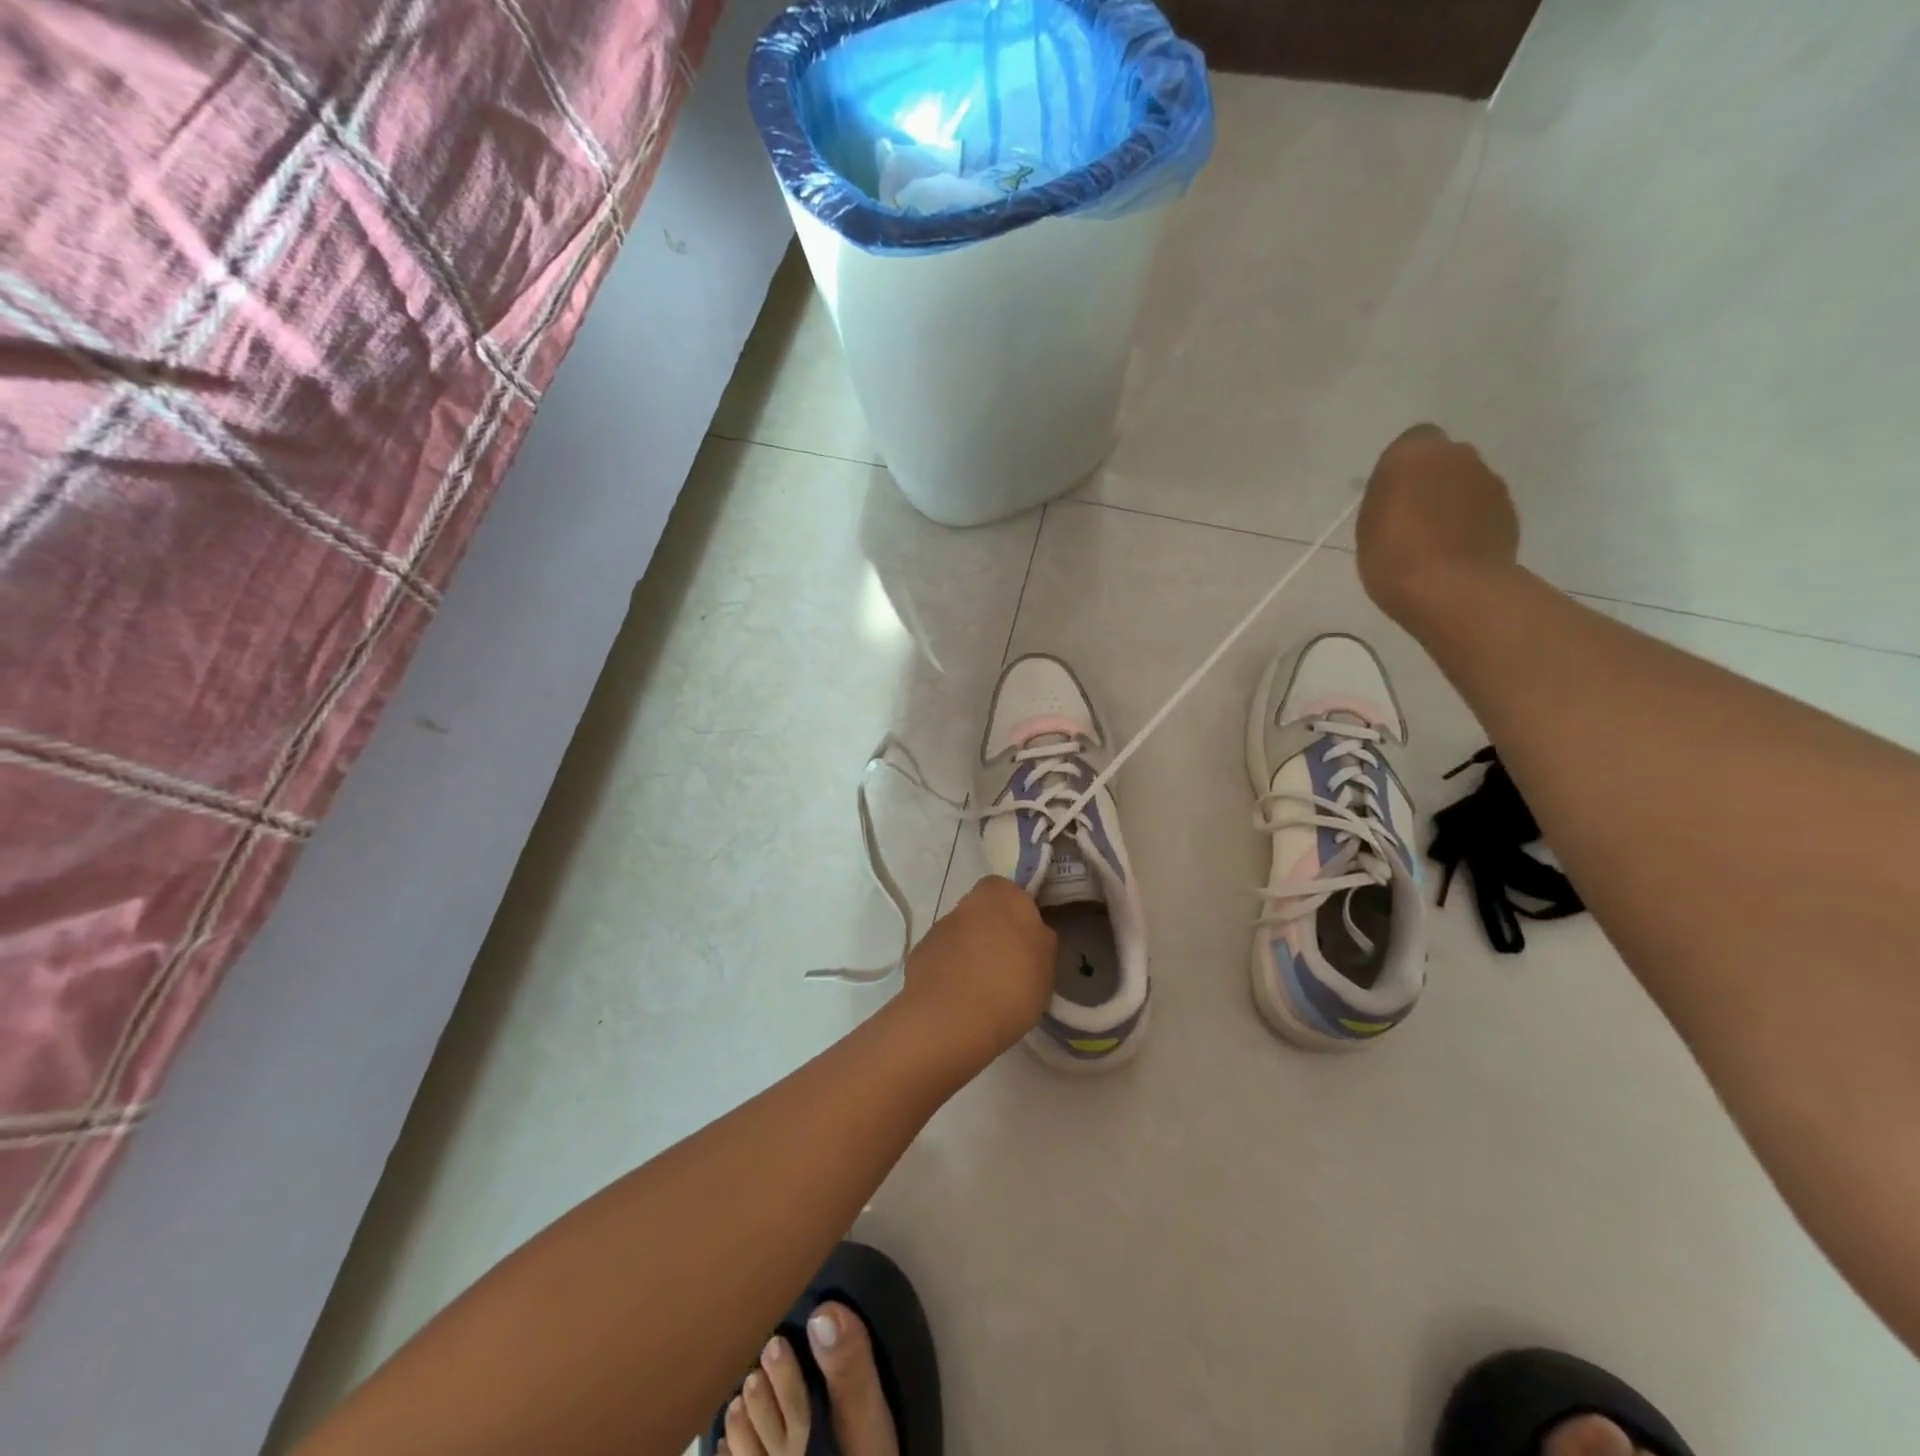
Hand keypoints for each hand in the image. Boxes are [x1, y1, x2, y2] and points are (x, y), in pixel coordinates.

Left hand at [900, 877, 1055, 1060]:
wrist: (950, 1019)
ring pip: (961, 934)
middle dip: (991, 932)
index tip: (1025, 940)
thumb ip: (1039, 939)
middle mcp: (967, 903)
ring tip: (982, 991)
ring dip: (969, 952)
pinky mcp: (919, 954)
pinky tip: (958, 1000)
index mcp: (1002, 896)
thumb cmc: (1011, 986)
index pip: (1009, 890)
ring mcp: (939, 928)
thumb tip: (1031, 933)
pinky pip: (941, 958)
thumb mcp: (1047, 964)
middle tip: (1006, 966)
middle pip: (982, 911)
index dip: (1016, 912)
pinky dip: (948, 971)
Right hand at [1356, 424, 1519, 627]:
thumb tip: (1404, 489)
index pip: (1412, 441)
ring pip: (1467, 483)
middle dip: (1432, 480)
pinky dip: (1471, 523)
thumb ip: (1388, 495)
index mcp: (1415, 453)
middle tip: (1411, 517)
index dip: (1403, 467)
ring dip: (1453, 502)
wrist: (1453, 589)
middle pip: (1444, 460)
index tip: (1391, 495)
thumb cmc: (1393, 555)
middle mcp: (1459, 455)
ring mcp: (1490, 482)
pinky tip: (1454, 552)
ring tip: (1433, 541)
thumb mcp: (1368, 523)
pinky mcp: (1510, 511)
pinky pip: (1483, 509)